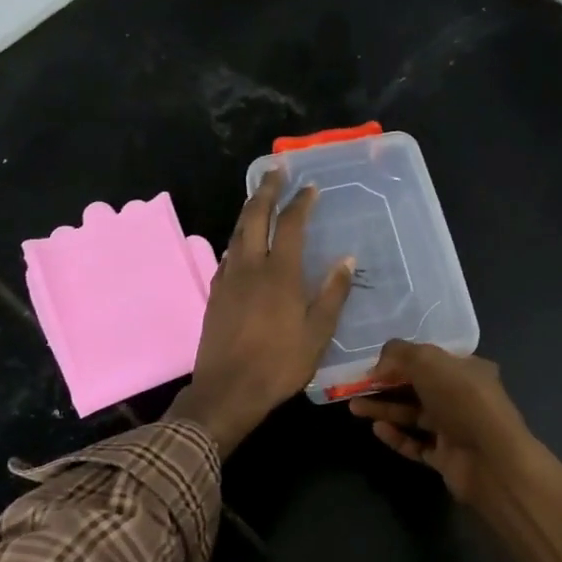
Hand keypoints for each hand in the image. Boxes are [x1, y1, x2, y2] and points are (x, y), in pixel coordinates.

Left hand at [169, 171, 353, 456]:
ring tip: (260, 198)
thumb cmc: (279, 364)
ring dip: (249, 210)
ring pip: (236, 232)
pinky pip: (227, 254)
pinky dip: (238, 239)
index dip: (300, 202)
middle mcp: (250, 267)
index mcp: (279, 274)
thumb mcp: (318, 333)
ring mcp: (228, 278)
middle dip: (266, 190)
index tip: (310, 187)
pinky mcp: (215, 293)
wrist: (227, 390)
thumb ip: (333, 293)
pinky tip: (242, 243)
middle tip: (276, 171)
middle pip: (254, 216)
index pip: (290, 225)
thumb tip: (346, 258)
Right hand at [347, 342, 536, 510]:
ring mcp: (455, 429)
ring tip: (354, 407)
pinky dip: (397, 437)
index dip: (401, 360)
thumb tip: (377, 367)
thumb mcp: (428, 361)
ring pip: (413, 416)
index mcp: (468, 369)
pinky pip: (416, 444)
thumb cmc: (463, 400)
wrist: (492, 459)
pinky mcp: (446, 458)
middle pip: (418, 388)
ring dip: (385, 410)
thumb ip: (399, 354)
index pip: (431, 360)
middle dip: (386, 386)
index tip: (373, 365)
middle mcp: (463, 397)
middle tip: (356, 387)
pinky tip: (377, 430)